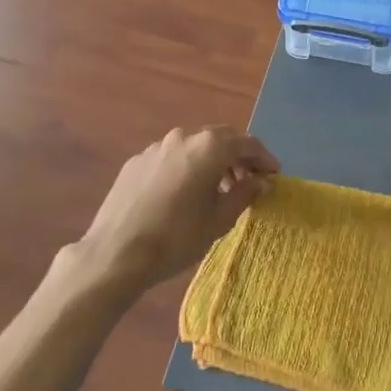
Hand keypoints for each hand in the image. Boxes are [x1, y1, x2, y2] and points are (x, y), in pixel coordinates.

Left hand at [69, 126, 279, 295]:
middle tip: (250, 180)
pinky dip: (187, 167)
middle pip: (220, 139)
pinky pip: (171, 157)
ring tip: (218, 189)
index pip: (246, 143)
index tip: (274, 175)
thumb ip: (244, 193)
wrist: (115, 253)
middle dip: (238, 156)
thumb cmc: (176, 237)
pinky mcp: (137, 161)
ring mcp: (157, 147)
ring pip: (194, 146)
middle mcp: (184, 137)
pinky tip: (185, 193)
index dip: (264, 158)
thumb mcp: (219, 220)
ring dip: (212, 161)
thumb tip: (261, 181)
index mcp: (209, 147)